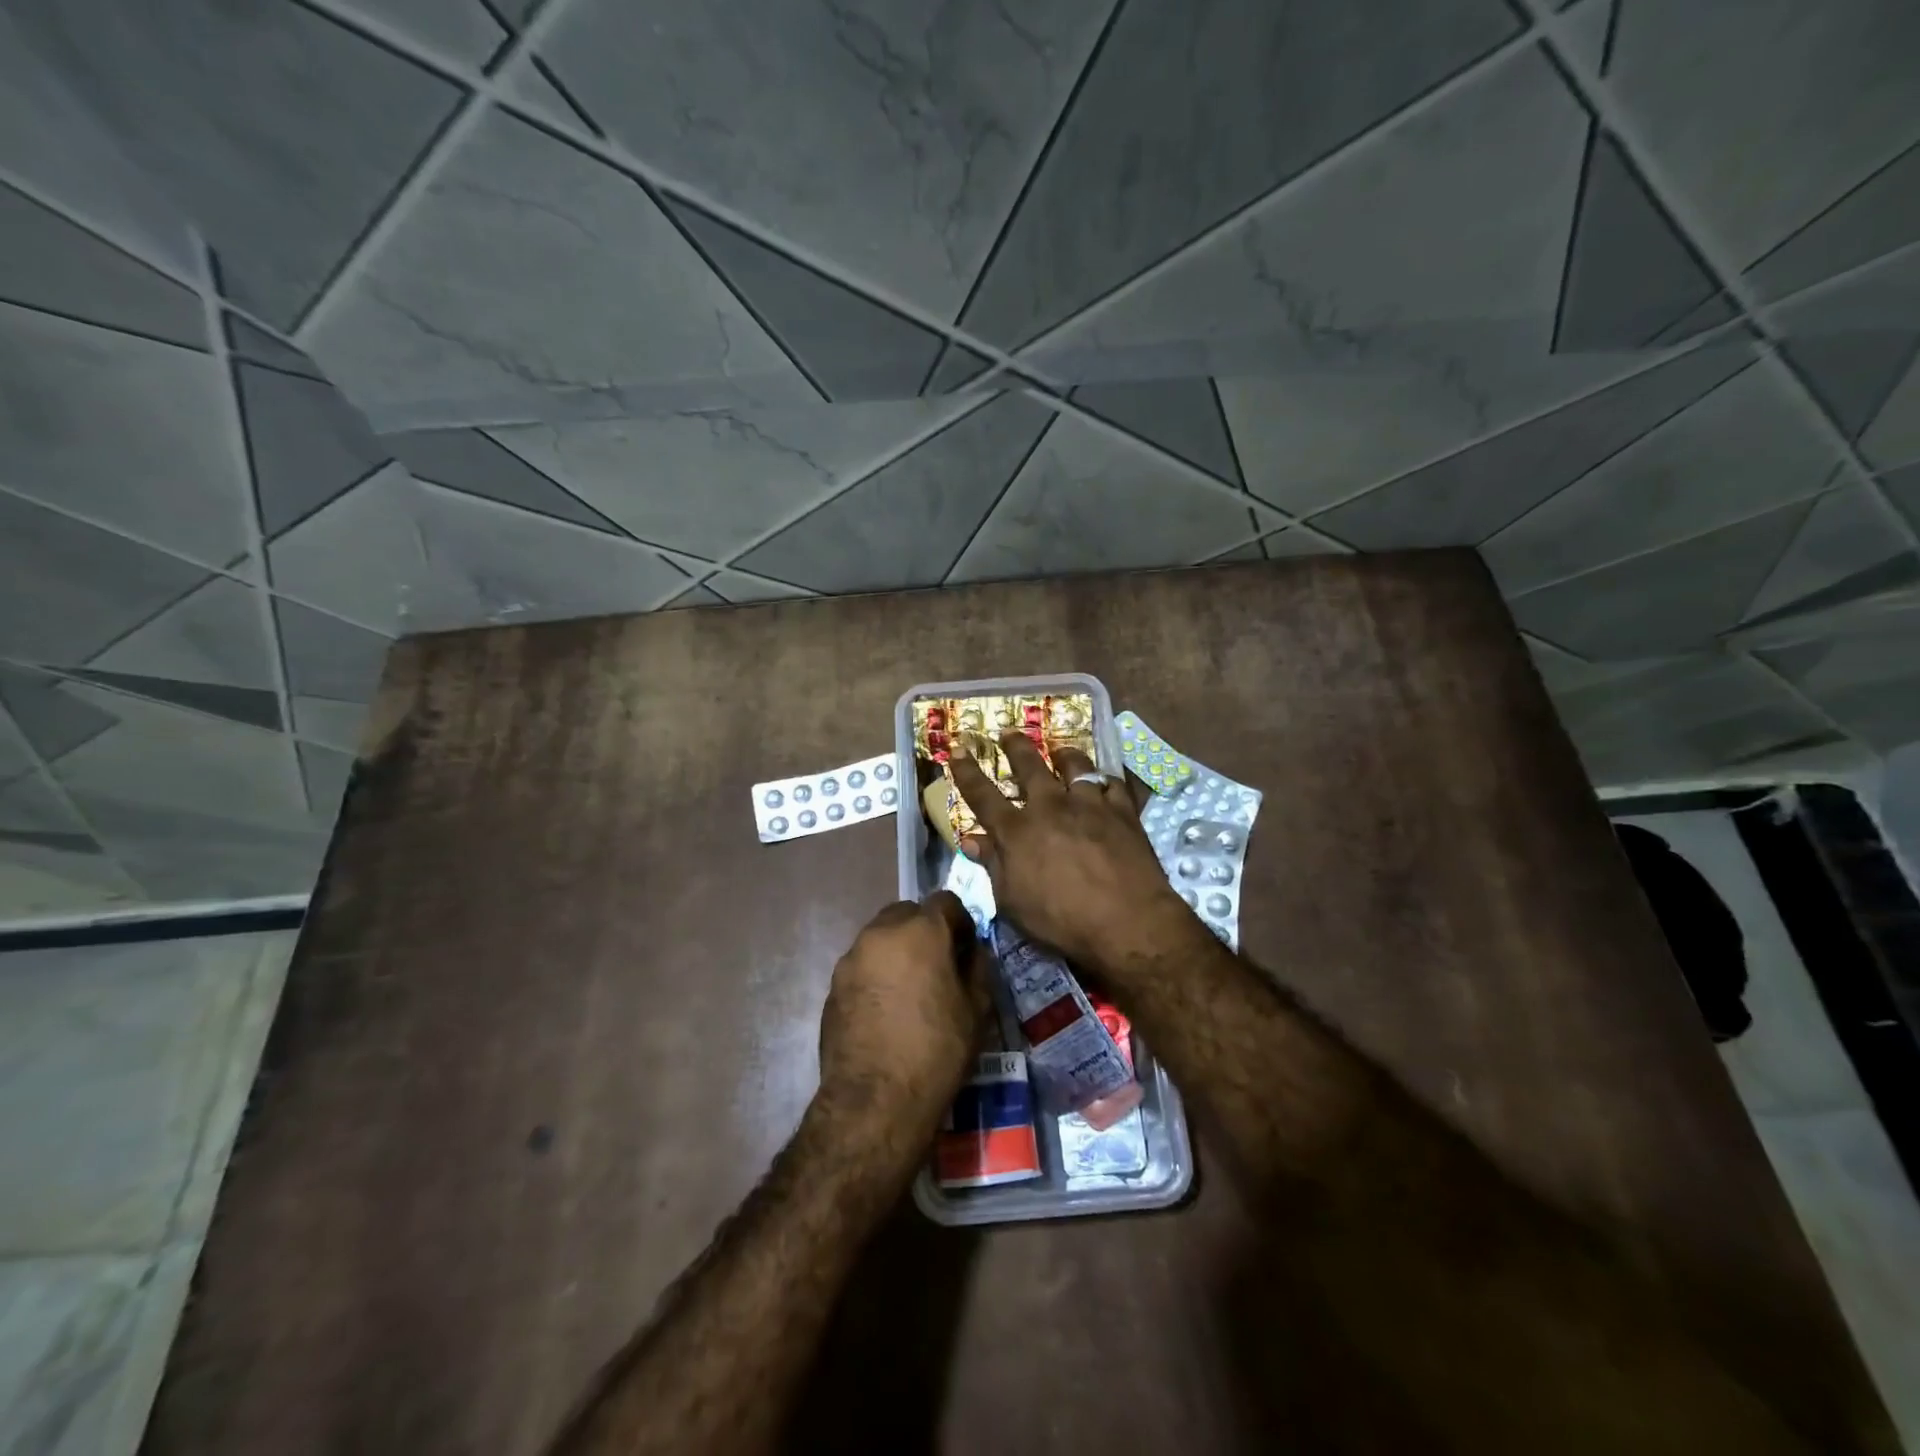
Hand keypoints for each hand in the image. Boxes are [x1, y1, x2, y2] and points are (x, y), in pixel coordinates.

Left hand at [816, 893, 988, 1143]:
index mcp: (920, 930)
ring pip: (881, 938)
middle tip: (937, 965)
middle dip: (924, 930)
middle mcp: (881, 933)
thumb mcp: (976, 1010)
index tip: (965, 950)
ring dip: (898, 951)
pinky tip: (886, 1010)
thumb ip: (977, 969)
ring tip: (910, 990)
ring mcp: (851, 958)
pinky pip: (862, 965)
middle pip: (907, 913)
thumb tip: (971, 953)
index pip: (945, 901)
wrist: (874, 1100)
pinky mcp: (833, 985)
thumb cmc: (936, 1050)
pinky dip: (877, 974)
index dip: (960, 922)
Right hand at [951, 732, 1191, 973]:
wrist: (1127, 922)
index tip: (957, 748)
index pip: (982, 794)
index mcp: (1017, 830)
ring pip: (1075, 766)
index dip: (967, 771)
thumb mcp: (1013, 902)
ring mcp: (1089, 805)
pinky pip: (1112, 785)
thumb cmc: (1061, 921)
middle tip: (1009, 732)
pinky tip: (1104, 783)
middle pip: (1030, 766)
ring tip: (1061, 751)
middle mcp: (1050, 807)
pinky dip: (1104, 782)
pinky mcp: (1123, 812)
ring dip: (1064, 755)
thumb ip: (993, 866)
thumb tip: (972, 840)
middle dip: (1016, 746)